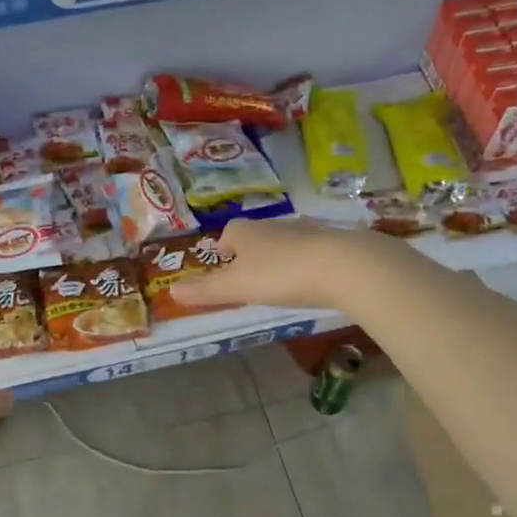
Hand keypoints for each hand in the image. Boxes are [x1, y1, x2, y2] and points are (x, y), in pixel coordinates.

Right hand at [169, 217, 387, 311]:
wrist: (345, 266)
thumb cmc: (282, 274)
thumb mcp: (237, 287)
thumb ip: (205, 290)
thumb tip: (172, 291)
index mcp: (249, 232)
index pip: (230, 232)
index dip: (225, 246)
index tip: (225, 263)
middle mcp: (277, 225)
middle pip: (259, 235)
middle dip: (253, 253)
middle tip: (252, 277)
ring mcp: (309, 231)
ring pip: (288, 241)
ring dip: (282, 257)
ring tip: (282, 282)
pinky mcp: (337, 243)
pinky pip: (316, 250)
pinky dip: (310, 263)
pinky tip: (315, 281)